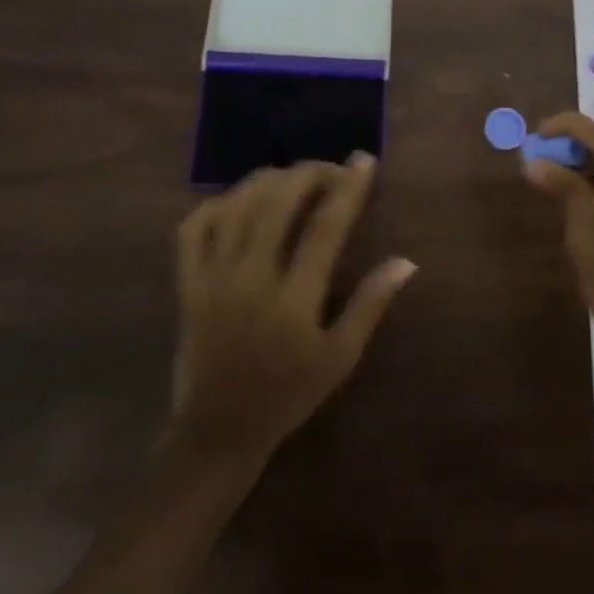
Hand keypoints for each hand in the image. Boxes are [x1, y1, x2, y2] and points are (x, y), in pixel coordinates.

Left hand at [170, 156, 415, 464]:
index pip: (324, 227)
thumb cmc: (288, 395)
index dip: (347, 188)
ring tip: (294, 179)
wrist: (218, 432)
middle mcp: (250, 280)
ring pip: (237, 206)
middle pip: (278, 202)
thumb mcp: (340, 358)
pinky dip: (218, 203)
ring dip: (269, 181)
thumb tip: (406, 261)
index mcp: (293, 301)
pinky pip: (194, 228)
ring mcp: (212, 280)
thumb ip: (371, 305)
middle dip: (309, 173)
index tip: (363, 161)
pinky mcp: (187, 285)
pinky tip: (242, 201)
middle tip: (331, 169)